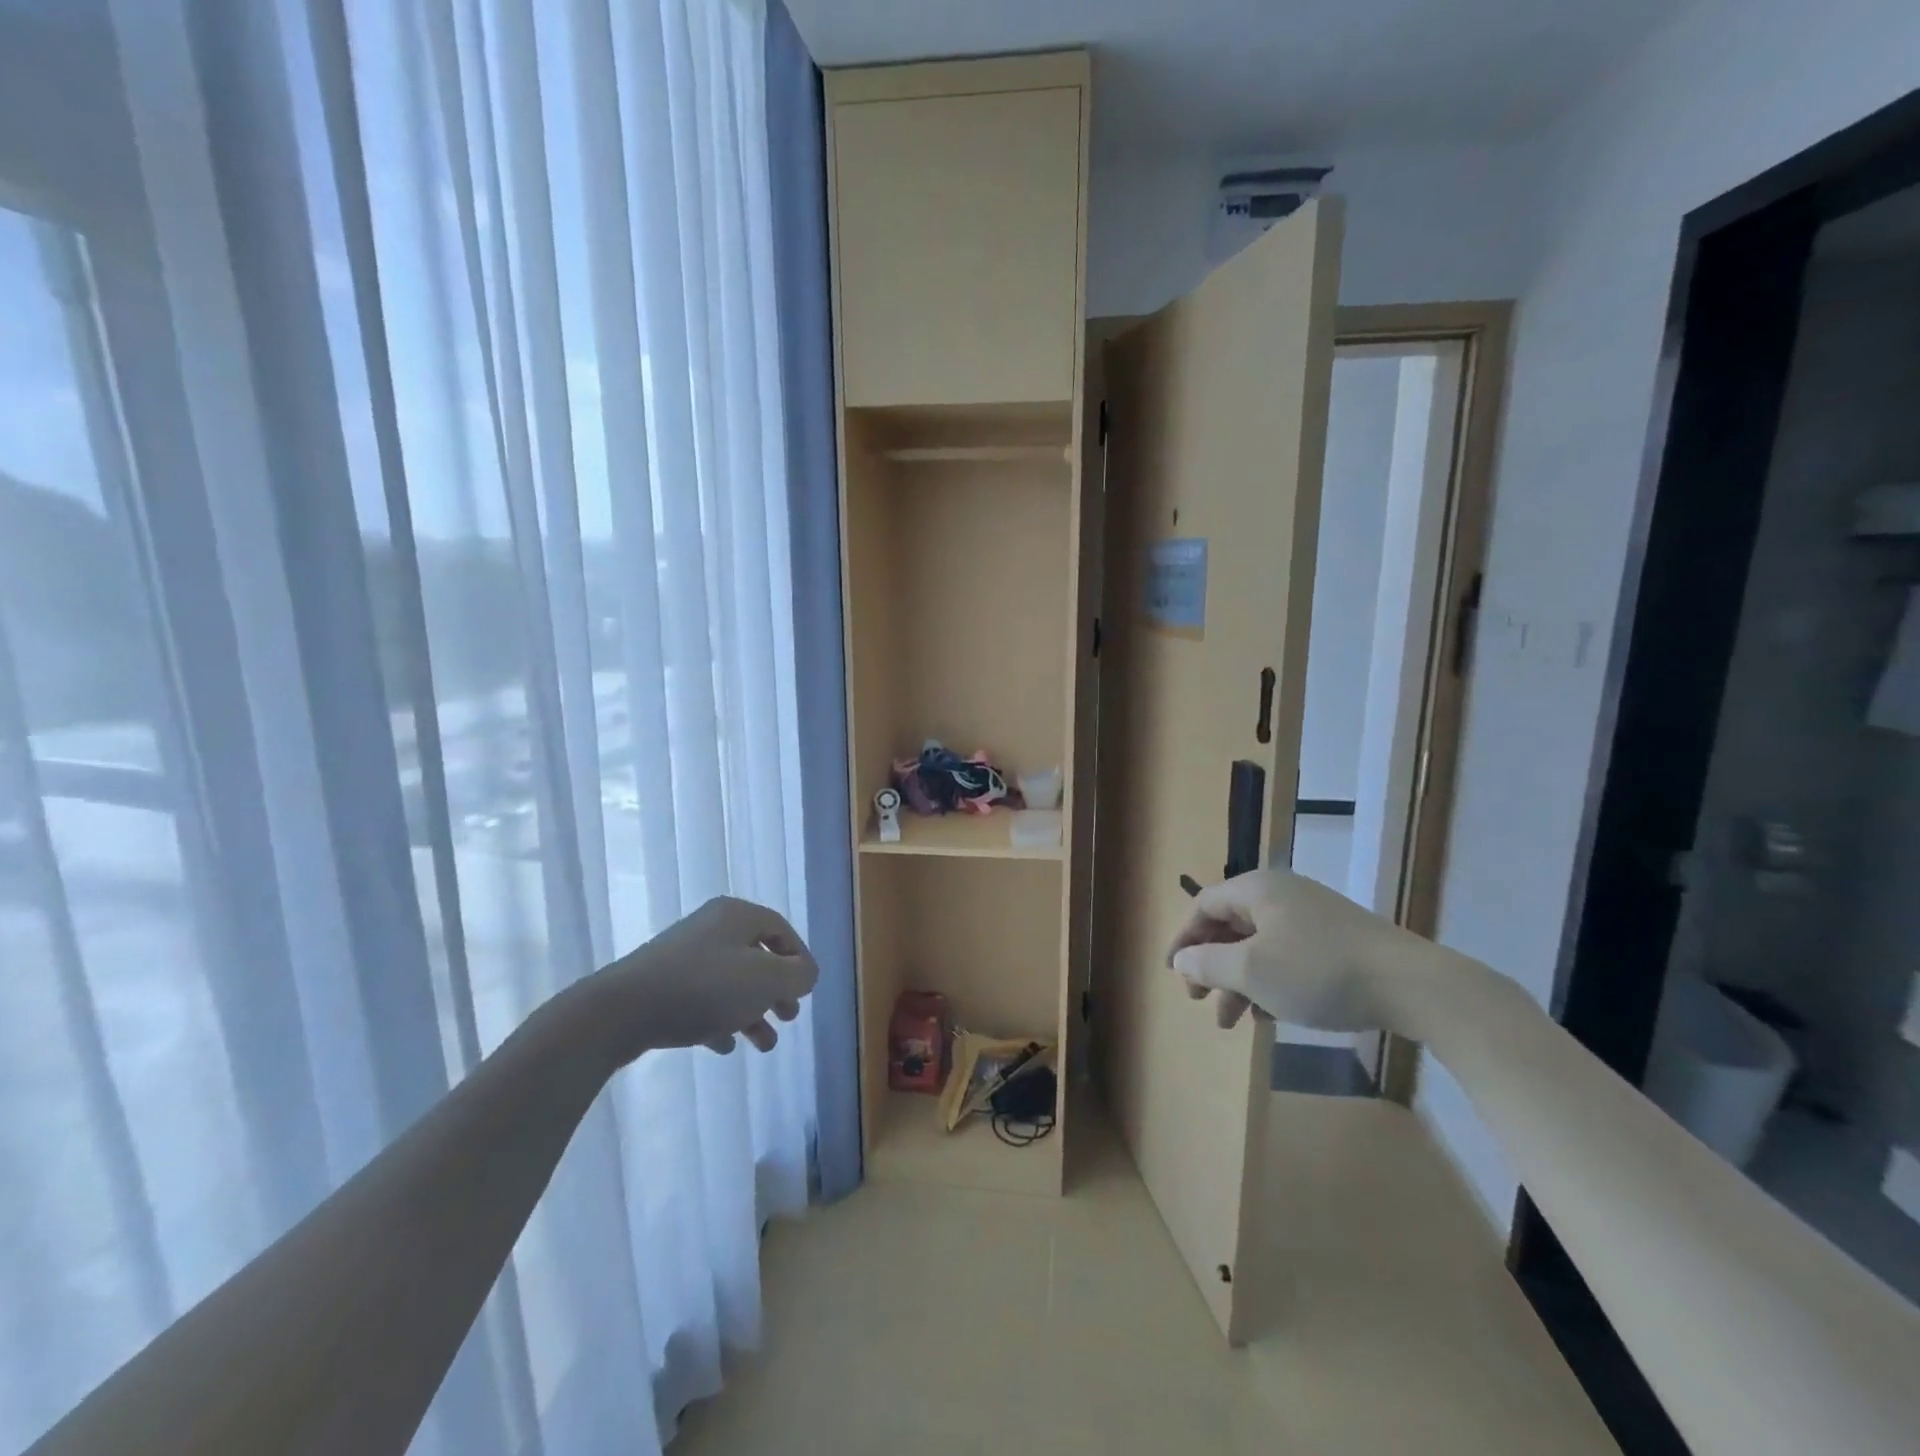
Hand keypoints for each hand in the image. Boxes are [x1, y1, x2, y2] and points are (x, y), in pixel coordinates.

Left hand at [581, 896, 818, 1063]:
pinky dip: (720, 1018)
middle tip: (789, 1017)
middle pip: (757, 956)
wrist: (621, 1011)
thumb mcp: (765, 979)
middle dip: (777, 990)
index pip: (782, 931)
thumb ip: (797, 976)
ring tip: (764, 1045)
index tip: (807, 992)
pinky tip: (724, 1045)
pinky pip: (702, 998)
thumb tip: (806, 974)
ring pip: (731, 982)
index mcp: (737, 915)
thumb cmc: (705, 987)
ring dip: (753, 1012)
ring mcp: (684, 955)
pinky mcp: (662, 984)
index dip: (800, 960)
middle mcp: (712, 927)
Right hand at [1166, 868, 1397, 1031]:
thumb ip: (1208, 963)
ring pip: (1258, 946)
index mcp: (1257, 889)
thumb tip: (1182, 959)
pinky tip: (1270, 1015)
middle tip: (1200, 1001)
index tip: (1173, 974)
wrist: (1412, 985)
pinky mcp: (1336, 939)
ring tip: (1234, 1022)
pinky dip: (1270, 982)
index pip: (1203, 906)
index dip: (1183, 938)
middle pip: (1230, 926)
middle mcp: (1281, 894)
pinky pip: (1286, 955)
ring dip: (1239, 981)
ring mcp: (1312, 916)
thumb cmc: (1318, 971)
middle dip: (1211, 966)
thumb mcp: (1252, 971)